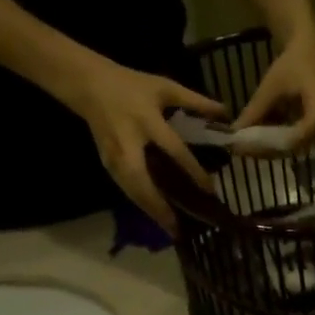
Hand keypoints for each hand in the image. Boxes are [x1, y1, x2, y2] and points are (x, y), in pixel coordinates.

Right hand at [63, 54, 227, 232]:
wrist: (88, 84)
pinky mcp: (107, 165)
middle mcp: (129, 143)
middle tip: (180, 228)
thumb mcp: (164, 87)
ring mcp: (114, 157)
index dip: (193, 171)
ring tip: (171, 230)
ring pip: (132, 191)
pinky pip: (126, 189)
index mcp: (146, 120)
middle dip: (161, 206)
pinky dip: (141, 204)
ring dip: (151, 211)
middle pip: (144, 182)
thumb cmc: (130, 85)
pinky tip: (156, 216)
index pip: (174, 150)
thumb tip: (226, 114)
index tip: (210, 190)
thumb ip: (196, 101)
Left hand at [232, 26, 314, 149]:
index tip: (246, 146)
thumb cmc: (294, 63)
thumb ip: (255, 110)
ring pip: (290, 147)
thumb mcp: (271, 86)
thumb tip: (235, 131)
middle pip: (291, 147)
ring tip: (245, 141)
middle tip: (240, 147)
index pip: (293, 139)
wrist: (311, 50)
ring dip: (267, 145)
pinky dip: (273, 139)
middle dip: (264, 148)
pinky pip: (292, 141)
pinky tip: (256, 136)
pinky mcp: (314, 131)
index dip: (268, 145)